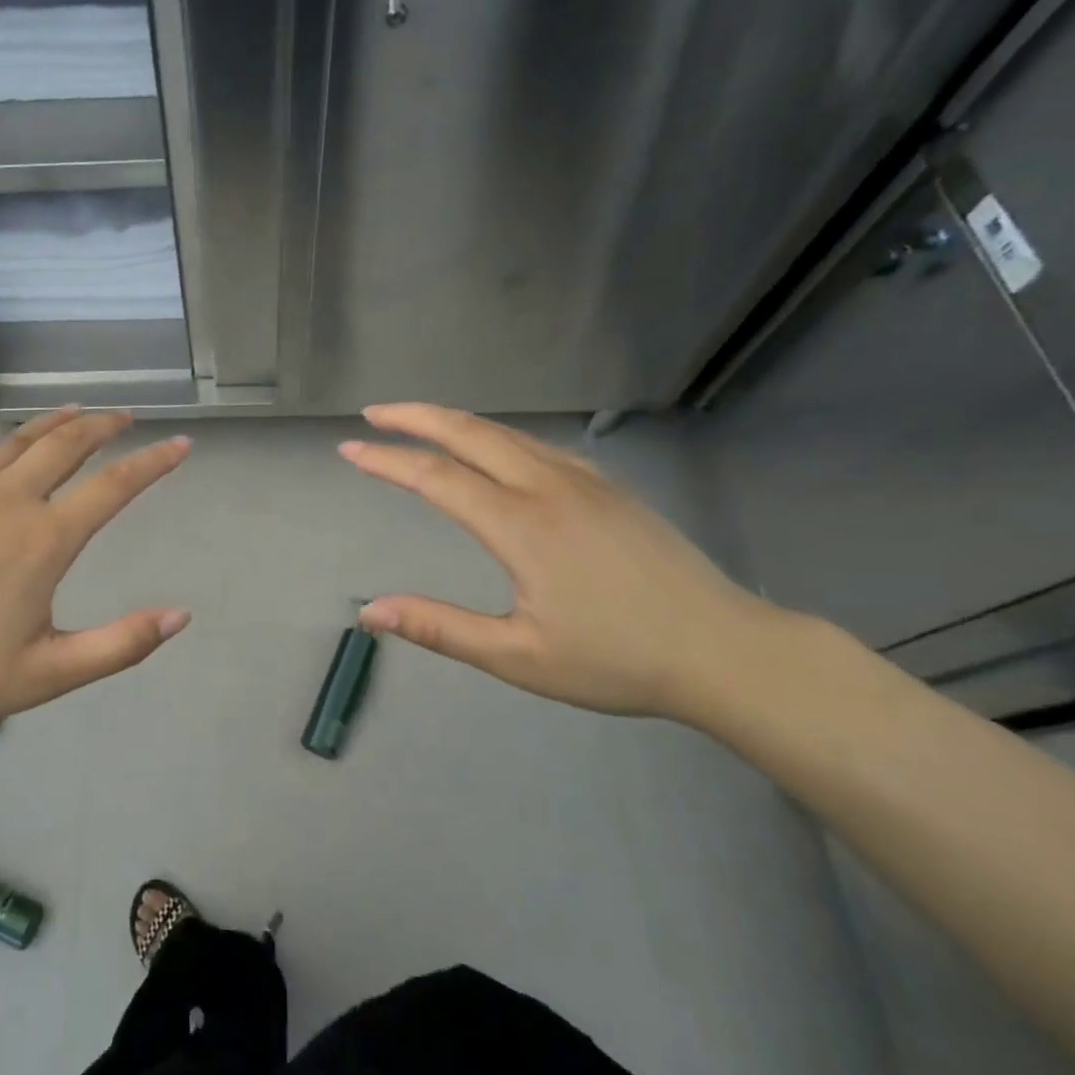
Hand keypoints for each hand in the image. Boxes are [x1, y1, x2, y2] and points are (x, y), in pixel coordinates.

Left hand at [0, 407, 191, 751]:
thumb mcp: (51, 674)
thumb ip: (120, 645)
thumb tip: (180, 614)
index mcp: (44, 540)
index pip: (114, 487)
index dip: (154, 462)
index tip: (181, 442)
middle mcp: (7, 502)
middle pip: (65, 446)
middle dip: (101, 426)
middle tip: (125, 416)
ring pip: (14, 442)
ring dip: (49, 422)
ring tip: (73, 410)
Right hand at [339, 404, 786, 719]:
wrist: (725, 651)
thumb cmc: (618, 661)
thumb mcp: (519, 657)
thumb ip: (441, 628)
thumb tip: (370, 610)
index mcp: (521, 525)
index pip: (436, 478)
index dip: (387, 460)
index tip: (349, 449)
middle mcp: (548, 487)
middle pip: (470, 433)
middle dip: (415, 417)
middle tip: (374, 414)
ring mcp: (584, 482)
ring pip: (507, 433)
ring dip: (456, 422)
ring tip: (420, 423)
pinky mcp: (609, 488)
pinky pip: (539, 446)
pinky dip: (497, 436)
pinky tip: (494, 450)